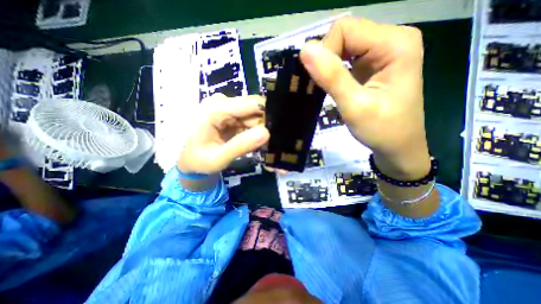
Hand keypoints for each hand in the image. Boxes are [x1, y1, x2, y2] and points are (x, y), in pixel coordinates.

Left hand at [179, 94, 268, 175]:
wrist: (190, 161)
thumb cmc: (199, 161)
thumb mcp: (218, 158)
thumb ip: (241, 146)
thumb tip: (266, 133)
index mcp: (215, 109)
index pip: (251, 104)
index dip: (269, 113)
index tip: (281, 128)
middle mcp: (222, 103)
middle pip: (254, 108)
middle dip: (266, 123)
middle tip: (272, 141)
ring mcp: (227, 109)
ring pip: (254, 115)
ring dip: (261, 129)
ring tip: (265, 144)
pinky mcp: (230, 116)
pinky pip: (249, 121)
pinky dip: (255, 131)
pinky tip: (256, 142)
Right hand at [301, 18, 431, 178]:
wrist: (397, 147)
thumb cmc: (381, 130)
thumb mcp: (355, 106)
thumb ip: (332, 77)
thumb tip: (305, 49)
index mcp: (394, 43)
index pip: (345, 29)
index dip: (326, 52)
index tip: (322, 81)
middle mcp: (391, 39)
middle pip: (344, 35)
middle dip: (327, 59)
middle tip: (326, 87)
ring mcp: (382, 52)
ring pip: (342, 46)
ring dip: (329, 66)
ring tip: (329, 89)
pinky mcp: (373, 65)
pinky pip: (346, 58)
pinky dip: (334, 71)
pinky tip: (334, 86)